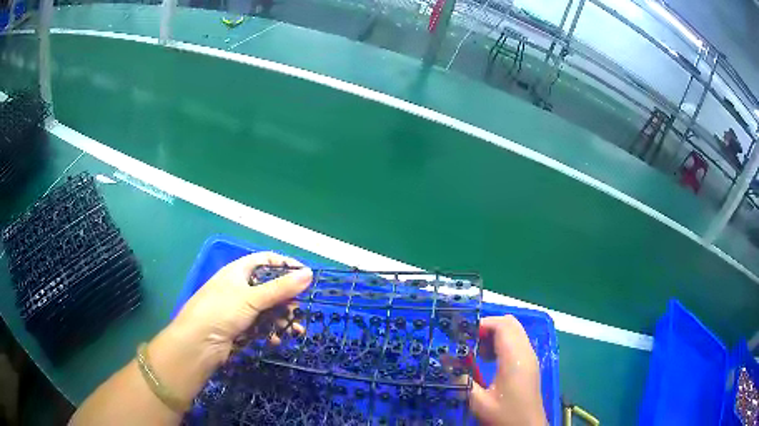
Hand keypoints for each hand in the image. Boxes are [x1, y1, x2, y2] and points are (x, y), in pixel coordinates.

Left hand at [146, 251, 312, 403]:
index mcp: (238, 271)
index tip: (306, 275)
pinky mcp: (239, 328)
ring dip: (282, 319)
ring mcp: (239, 309)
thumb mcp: (251, 297)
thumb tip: (309, 273)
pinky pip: (261, 326)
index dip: (286, 265)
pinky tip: (277, 340)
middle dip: (287, 299)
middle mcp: (239, 287)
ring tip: (296, 330)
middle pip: (269, 287)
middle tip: (300, 310)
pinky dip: (271, 332)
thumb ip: (281, 288)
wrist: (198, 344)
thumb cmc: (222, 311)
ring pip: (267, 310)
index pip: (266, 261)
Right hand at [469, 315, 546, 425]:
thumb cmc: (505, 415)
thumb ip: (462, 380)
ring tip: (477, 353)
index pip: (503, 325)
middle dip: (488, 327)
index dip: (483, 324)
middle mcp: (525, 352)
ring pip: (514, 331)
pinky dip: (502, 343)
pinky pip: (517, 341)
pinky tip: (489, 361)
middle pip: (510, 323)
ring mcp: (530, 357)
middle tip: (470, 342)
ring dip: (495, 335)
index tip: (463, 335)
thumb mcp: (478, 402)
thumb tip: (444, 361)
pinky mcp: (530, 363)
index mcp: (514, 359)